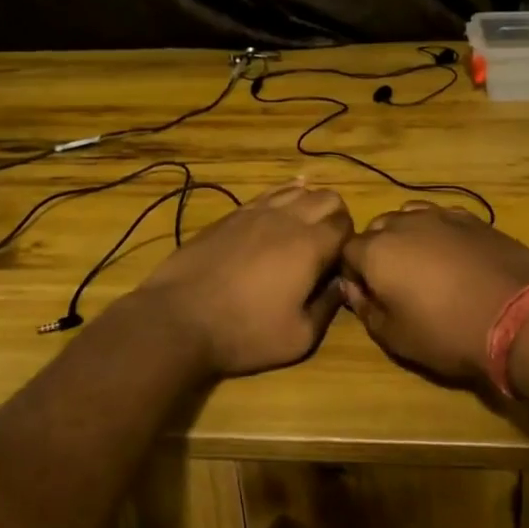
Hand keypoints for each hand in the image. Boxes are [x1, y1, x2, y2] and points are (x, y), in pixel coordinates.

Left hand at [133, 180, 353, 376]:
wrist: (179, 319)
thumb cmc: (245, 332)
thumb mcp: (299, 337)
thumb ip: (328, 306)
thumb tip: (341, 284)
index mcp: (310, 245)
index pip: (346, 223)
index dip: (349, 241)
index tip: (340, 263)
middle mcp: (287, 218)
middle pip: (327, 197)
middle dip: (334, 217)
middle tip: (325, 247)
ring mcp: (255, 212)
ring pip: (296, 189)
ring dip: (307, 205)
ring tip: (301, 230)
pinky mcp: (230, 215)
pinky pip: (267, 195)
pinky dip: (280, 200)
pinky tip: (276, 214)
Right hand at [339, 201, 528, 388]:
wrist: (518, 316)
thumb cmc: (447, 332)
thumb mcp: (395, 337)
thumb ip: (366, 309)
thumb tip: (354, 289)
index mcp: (376, 251)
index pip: (346, 251)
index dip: (353, 272)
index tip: (367, 294)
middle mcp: (403, 224)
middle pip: (377, 228)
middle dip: (378, 249)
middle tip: (395, 282)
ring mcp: (440, 216)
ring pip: (409, 216)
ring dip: (408, 236)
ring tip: (424, 264)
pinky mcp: (472, 219)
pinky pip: (443, 218)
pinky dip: (439, 232)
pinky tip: (454, 255)